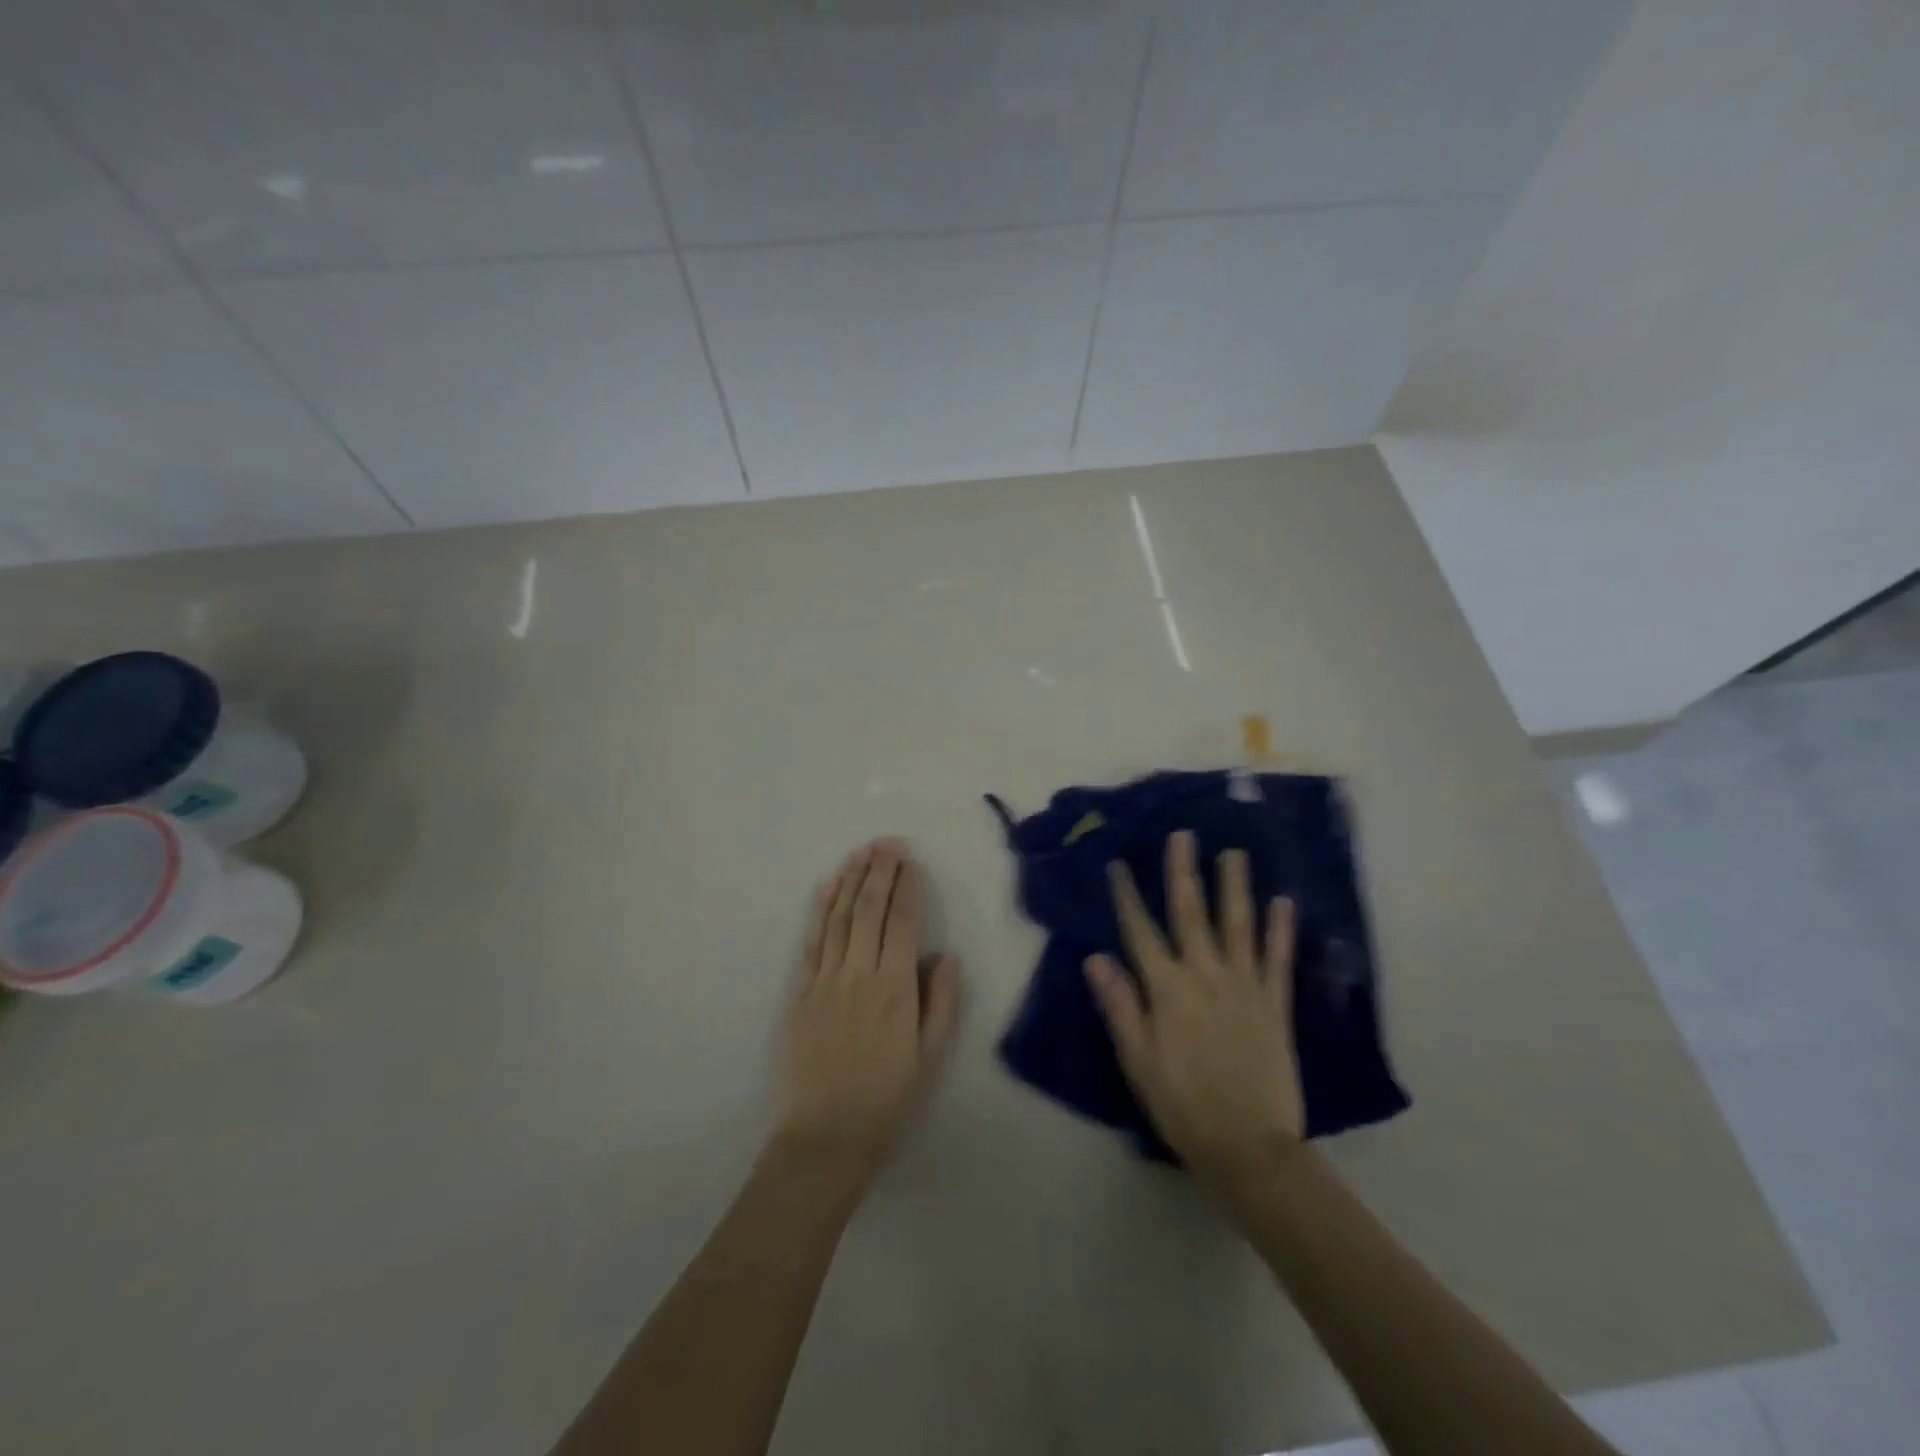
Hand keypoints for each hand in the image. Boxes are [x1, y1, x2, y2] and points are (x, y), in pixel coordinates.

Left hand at [773, 840, 959, 1189]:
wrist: (823, 1140)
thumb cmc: (885, 1102)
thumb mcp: (929, 1058)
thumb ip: (940, 1002)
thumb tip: (945, 955)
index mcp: (895, 990)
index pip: (903, 923)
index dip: (907, 888)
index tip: (910, 861)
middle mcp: (859, 975)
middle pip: (869, 910)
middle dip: (880, 872)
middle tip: (887, 844)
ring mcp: (825, 981)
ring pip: (839, 919)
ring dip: (851, 881)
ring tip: (861, 853)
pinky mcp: (800, 993)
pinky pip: (812, 942)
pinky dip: (821, 911)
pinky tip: (829, 889)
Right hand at [1085, 830, 1304, 1187]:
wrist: (1249, 1148)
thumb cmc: (1181, 1105)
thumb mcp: (1137, 1060)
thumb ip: (1119, 1005)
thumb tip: (1095, 957)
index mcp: (1167, 990)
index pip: (1141, 932)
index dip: (1127, 896)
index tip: (1118, 864)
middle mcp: (1205, 977)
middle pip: (1191, 915)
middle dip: (1184, 872)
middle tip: (1184, 835)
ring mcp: (1245, 987)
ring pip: (1238, 926)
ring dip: (1235, 887)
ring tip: (1235, 853)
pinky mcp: (1275, 1005)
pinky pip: (1278, 959)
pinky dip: (1281, 930)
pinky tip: (1284, 902)